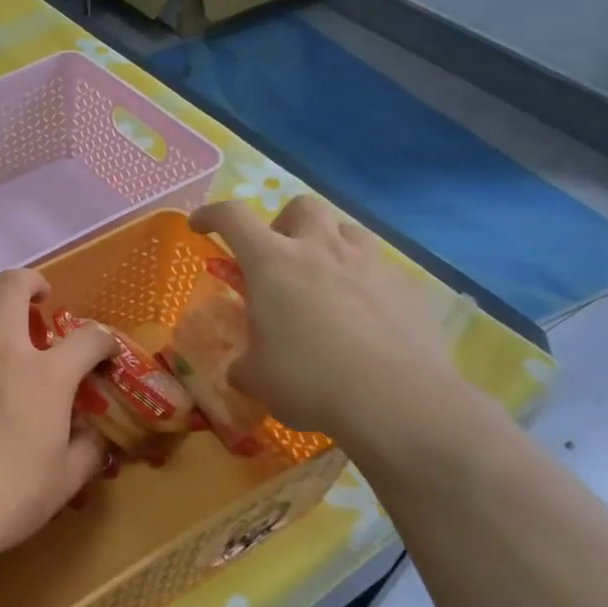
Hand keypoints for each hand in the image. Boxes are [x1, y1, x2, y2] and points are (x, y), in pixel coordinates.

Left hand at [0, 269, 117, 580]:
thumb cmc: (5, 503)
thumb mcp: (65, 482)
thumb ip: (88, 450)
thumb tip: (97, 433)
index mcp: (45, 377)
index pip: (90, 337)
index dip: (103, 340)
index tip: (101, 352)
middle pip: (14, 285)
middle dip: (31, 282)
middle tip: (35, 299)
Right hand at [190, 197, 469, 451]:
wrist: (396, 400)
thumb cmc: (308, 381)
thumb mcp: (257, 378)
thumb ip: (245, 364)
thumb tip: (243, 368)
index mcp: (272, 262)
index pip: (232, 217)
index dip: (211, 215)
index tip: (200, 226)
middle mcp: (320, 249)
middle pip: (301, 206)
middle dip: (284, 224)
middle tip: (279, 258)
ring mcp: (370, 263)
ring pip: (347, 229)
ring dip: (329, 245)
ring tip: (325, 280)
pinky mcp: (407, 286)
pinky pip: (381, 268)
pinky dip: (365, 281)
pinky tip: (366, 316)